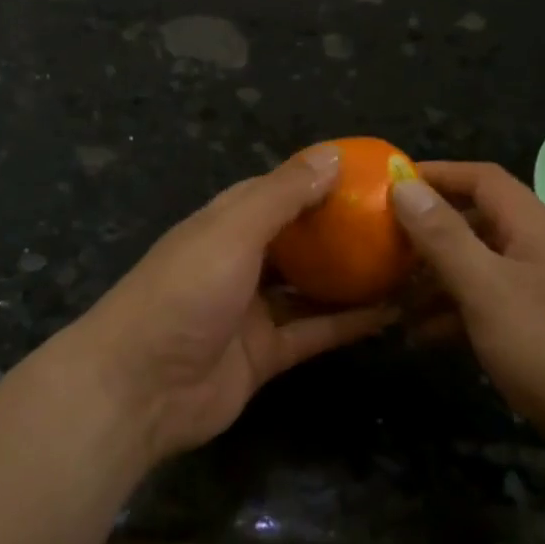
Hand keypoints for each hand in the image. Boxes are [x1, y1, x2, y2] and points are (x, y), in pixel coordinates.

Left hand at [70, 147, 395, 466]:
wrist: (138, 388)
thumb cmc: (184, 292)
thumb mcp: (233, 231)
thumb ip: (283, 195)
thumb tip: (333, 155)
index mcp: (226, 224)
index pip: (279, 191)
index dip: (320, 181)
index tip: (370, 175)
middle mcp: (241, 261)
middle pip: (300, 239)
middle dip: (343, 231)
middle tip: (399, 222)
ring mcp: (253, 309)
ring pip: (312, 287)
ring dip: (352, 277)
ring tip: (406, 263)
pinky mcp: (266, 353)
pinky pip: (315, 332)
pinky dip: (349, 323)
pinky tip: (393, 312)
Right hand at [390, 162, 544, 440]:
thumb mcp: (487, 289)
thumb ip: (444, 237)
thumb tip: (404, 185)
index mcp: (534, 226)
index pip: (481, 178)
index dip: (436, 174)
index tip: (388, 184)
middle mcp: (542, 249)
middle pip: (477, 222)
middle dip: (427, 233)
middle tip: (380, 248)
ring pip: (480, 267)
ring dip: (436, 279)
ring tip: (390, 300)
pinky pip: (492, 305)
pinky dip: (457, 313)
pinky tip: (424, 337)